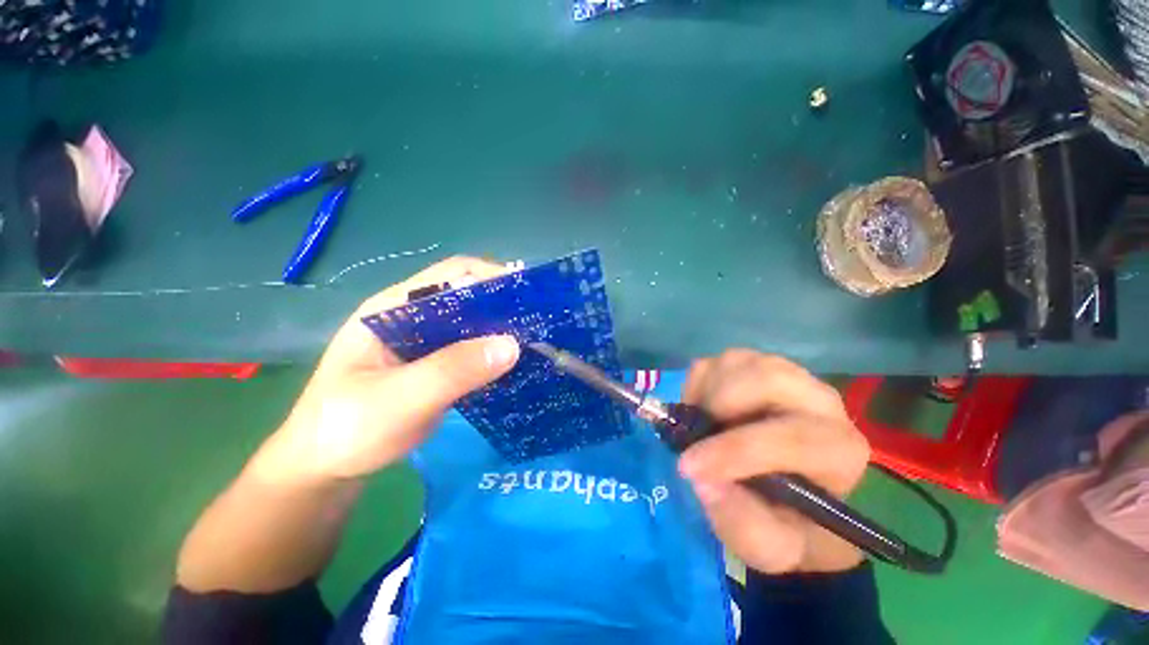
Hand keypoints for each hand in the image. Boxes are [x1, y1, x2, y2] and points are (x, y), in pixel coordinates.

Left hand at [250, 257, 520, 485]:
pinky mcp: (437, 365)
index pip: (451, 275)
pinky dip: (495, 353)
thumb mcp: (399, 400)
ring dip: (502, 330)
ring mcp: (426, 343)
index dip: (491, 277)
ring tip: (535, 340)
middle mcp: (413, 318)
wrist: (324, 470)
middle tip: (539, 321)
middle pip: (468, 297)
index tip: (527, 296)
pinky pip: (473, 350)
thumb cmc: (347, 430)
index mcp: (394, 309)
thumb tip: (512, 345)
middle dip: (503, 305)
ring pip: (474, 325)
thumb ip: (453, 371)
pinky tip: (515, 363)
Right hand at [676, 351, 869, 573]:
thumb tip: (704, 479)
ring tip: (704, 423)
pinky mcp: (754, 365)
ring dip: (707, 393)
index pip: (790, 438)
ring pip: (737, 362)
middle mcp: (819, 401)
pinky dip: (698, 384)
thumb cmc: (783, 523)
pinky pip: (715, 362)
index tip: (690, 468)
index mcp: (838, 449)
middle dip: (722, 404)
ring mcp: (785, 375)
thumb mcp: (769, 546)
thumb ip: (743, 524)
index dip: (734, 452)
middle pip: (767, 377)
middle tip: (700, 433)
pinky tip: (705, 410)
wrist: (784, 495)